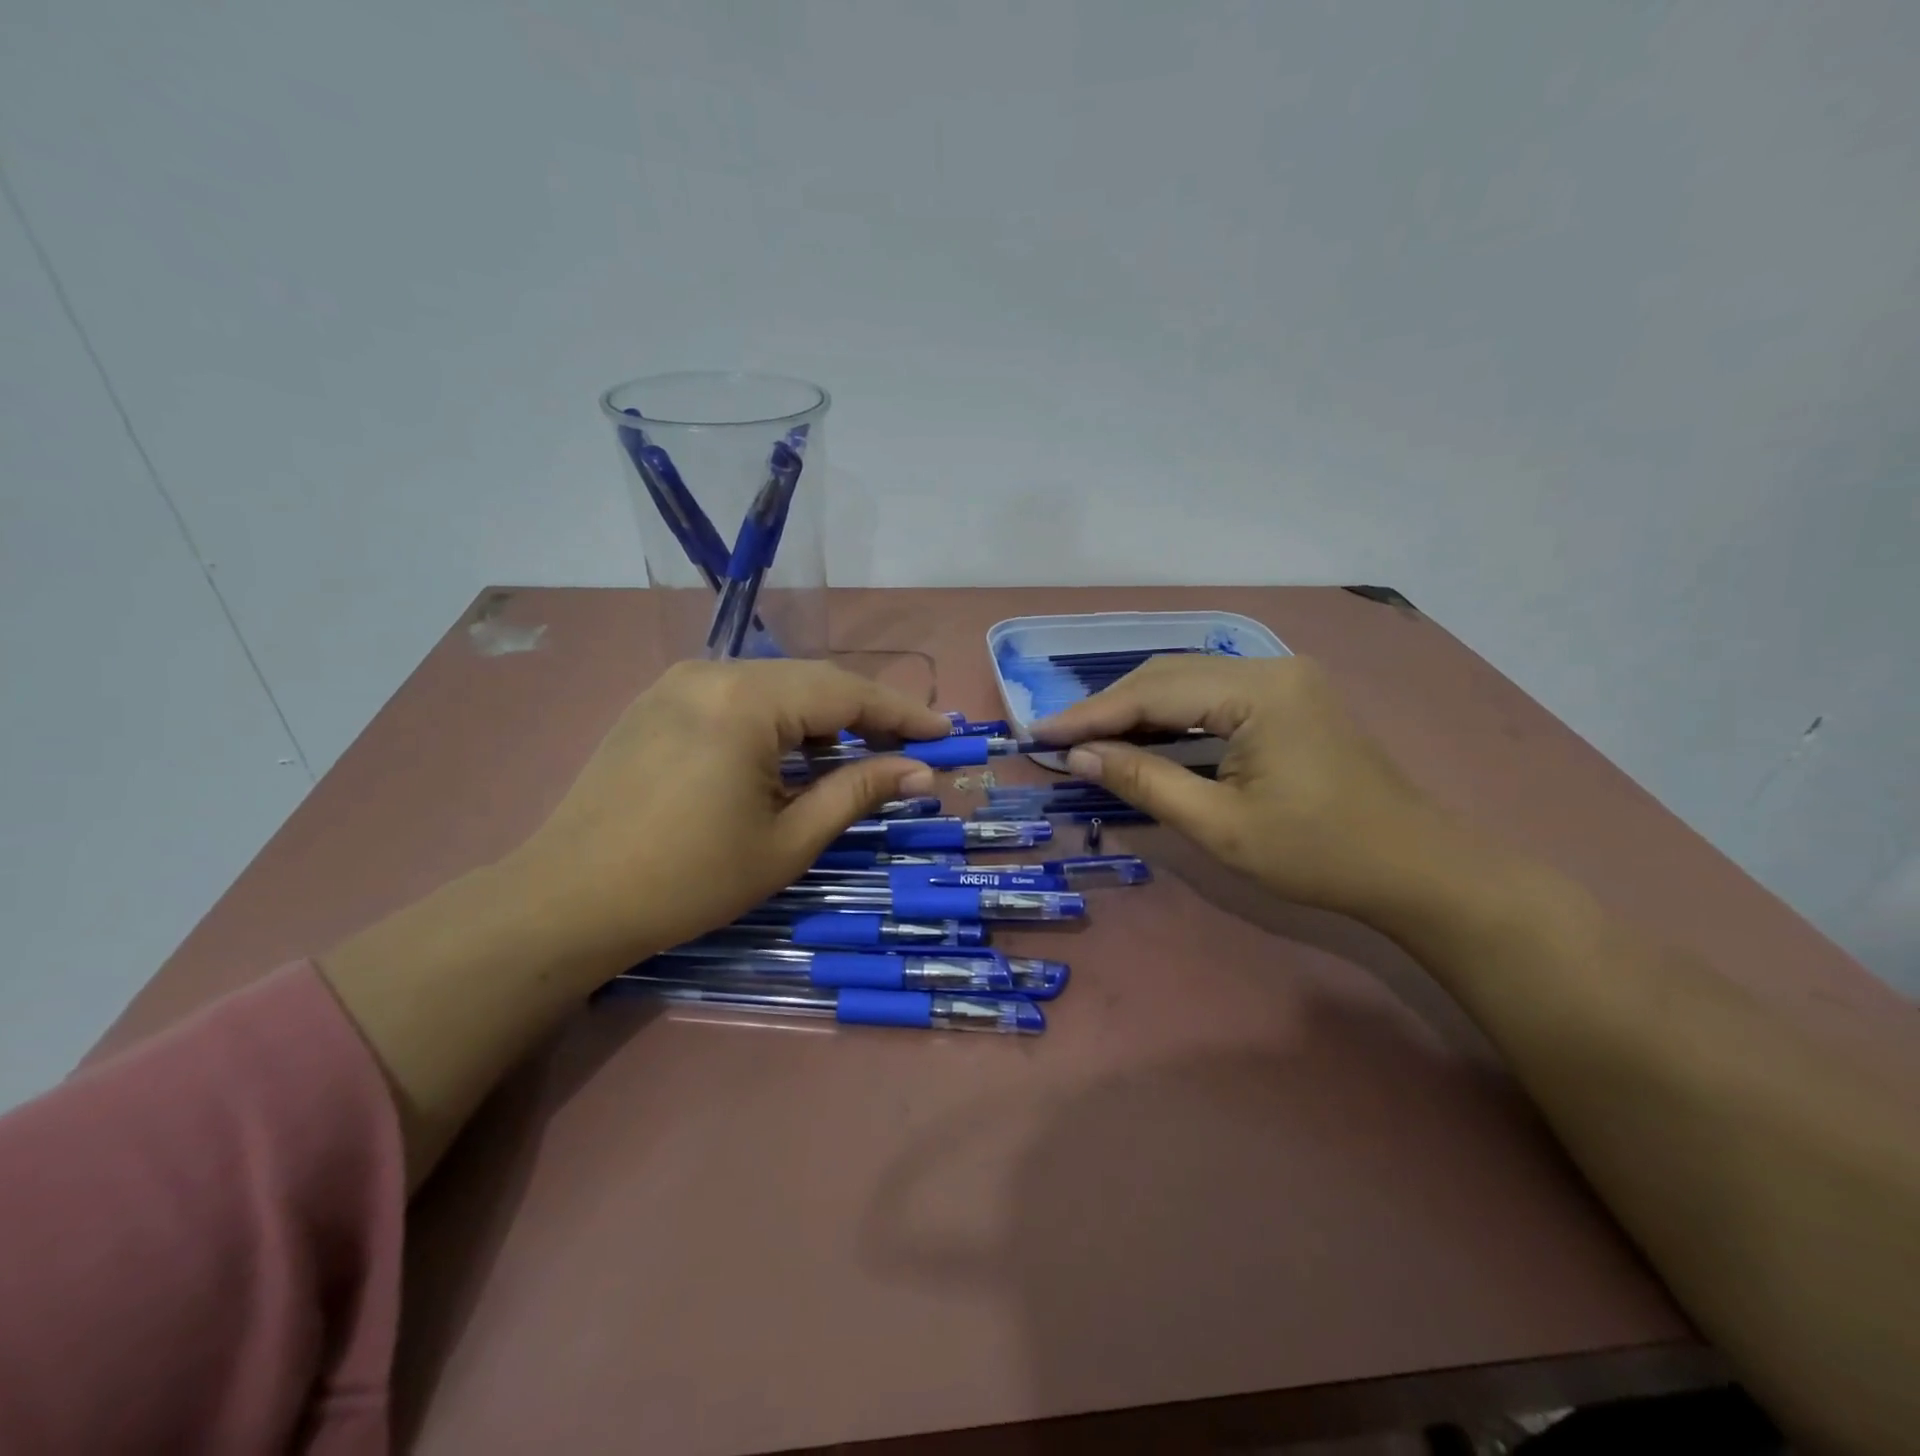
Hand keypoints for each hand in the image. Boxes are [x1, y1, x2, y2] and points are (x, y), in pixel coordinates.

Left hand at [503, 659, 949, 967]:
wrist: (567, 902)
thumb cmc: (688, 880)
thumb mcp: (787, 840)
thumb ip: (858, 792)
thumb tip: (920, 772)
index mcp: (746, 700)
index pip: (847, 693)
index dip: (904, 714)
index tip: (947, 734)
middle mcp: (713, 671)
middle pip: (813, 682)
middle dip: (867, 714)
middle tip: (911, 749)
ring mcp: (679, 681)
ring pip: (776, 687)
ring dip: (823, 718)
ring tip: (860, 754)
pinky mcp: (658, 701)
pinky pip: (739, 697)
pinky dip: (780, 720)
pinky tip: (794, 754)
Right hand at [1032, 656, 1460, 920]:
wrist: (1416, 870)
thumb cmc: (1318, 855)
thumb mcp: (1220, 826)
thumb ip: (1144, 782)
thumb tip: (1079, 756)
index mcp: (1258, 692)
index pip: (1154, 692)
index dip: (1091, 714)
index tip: (1039, 732)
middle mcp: (1270, 667)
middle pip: (1168, 675)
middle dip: (1109, 706)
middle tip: (1057, 737)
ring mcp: (1284, 678)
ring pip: (1188, 680)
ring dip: (1136, 707)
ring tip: (1087, 736)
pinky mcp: (1289, 697)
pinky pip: (1213, 694)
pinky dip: (1170, 714)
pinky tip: (1142, 733)